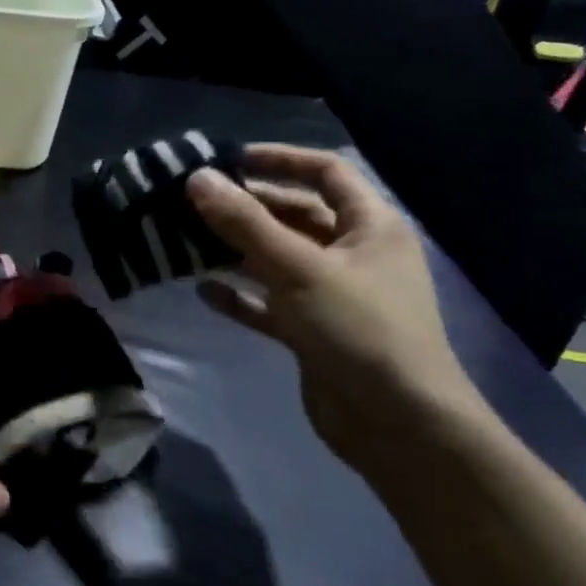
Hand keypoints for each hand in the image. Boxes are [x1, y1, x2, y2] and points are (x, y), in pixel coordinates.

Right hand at [186, 145, 478, 466]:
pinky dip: (239, 295)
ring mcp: (333, 295)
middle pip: (295, 215)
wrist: (398, 425)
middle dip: (247, 208)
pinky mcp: (312, 331)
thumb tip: (197, 178)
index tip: (229, 160)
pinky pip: (269, 302)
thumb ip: (244, 222)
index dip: (280, 160)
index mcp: (369, 226)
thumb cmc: (357, 329)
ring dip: (236, 250)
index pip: (326, 173)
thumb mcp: (298, 268)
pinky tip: (202, 290)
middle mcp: (353, 254)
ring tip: (187, 240)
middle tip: (194, 202)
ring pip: (277, 259)